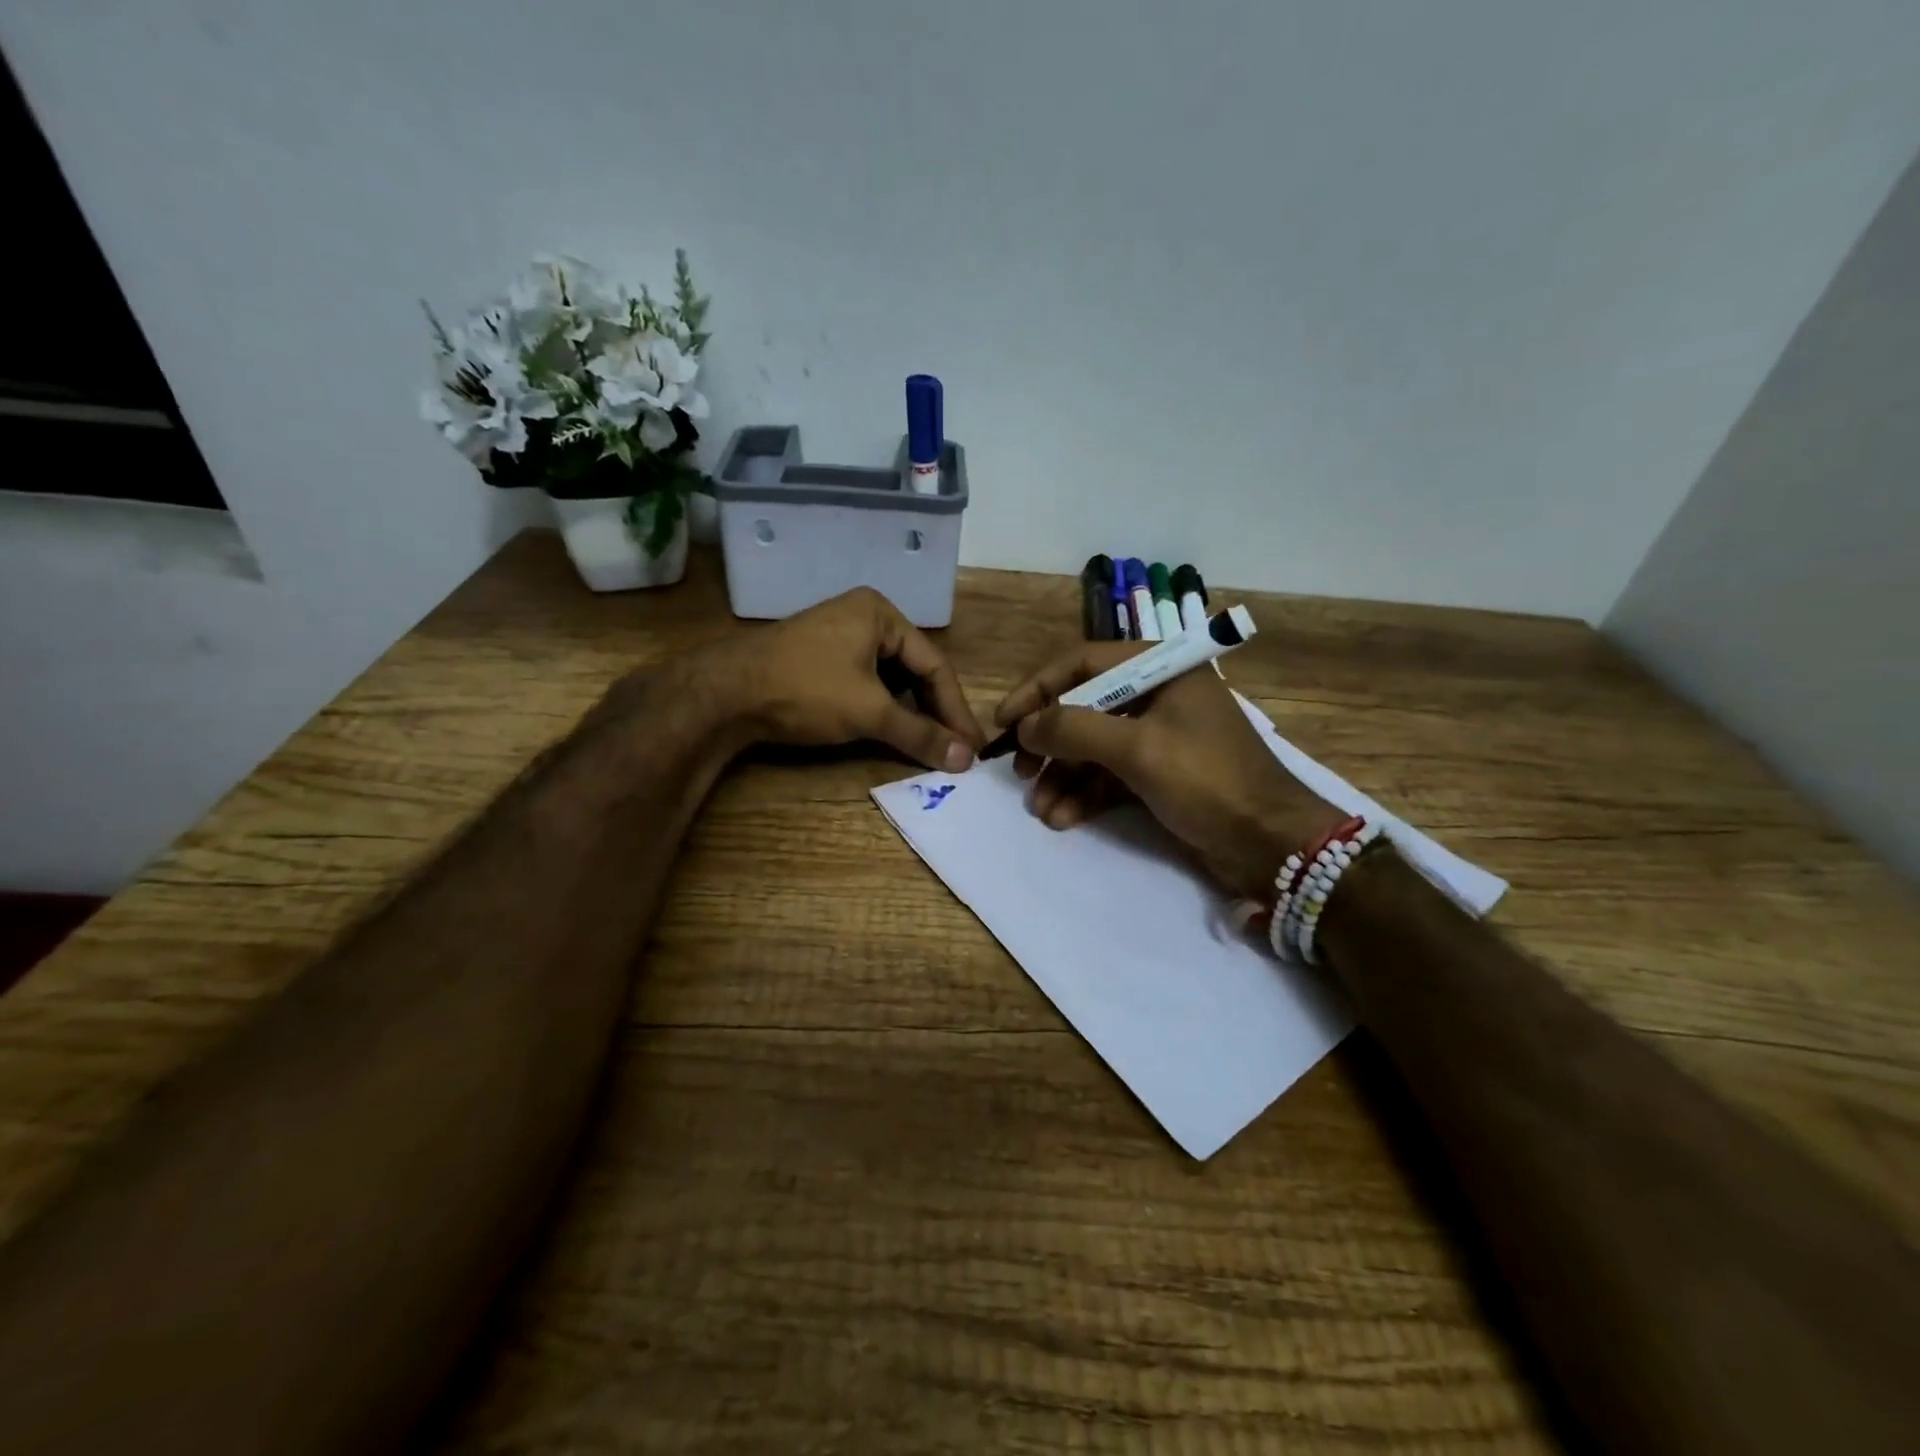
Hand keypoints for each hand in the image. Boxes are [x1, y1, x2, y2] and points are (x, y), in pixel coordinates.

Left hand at [706, 588, 985, 769]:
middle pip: (913, 669)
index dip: (955, 709)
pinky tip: (891, 731)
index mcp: (881, 613)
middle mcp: (863, 617)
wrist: (724, 693)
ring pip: (890, 679)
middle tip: (954, 749)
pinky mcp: (819, 659)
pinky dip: (882, 709)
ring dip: (909, 713)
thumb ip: (919, 734)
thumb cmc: (806, 690)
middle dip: (933, 711)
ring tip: (928, 744)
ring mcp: (838, 637)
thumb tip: (964, 761)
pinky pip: (866, 683)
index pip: (934, 664)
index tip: (972, 746)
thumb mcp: (869, 712)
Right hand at [993, 645, 1343, 900]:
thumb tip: (1025, 725)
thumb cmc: (1208, 781)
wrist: (1272, 844)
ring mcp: (1160, 736)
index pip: (1083, 663)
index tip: (1005, 721)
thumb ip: (1074, 729)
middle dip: (1051, 742)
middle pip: (1085, 707)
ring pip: (1095, 747)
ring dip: (1064, 776)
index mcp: (1161, 670)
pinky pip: (1112, 775)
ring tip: (1040, 807)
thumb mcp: (1137, 749)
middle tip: (1022, 771)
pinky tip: (1063, 818)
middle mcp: (1158, 695)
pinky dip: (1086, 794)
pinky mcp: (1161, 774)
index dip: (1038, 689)